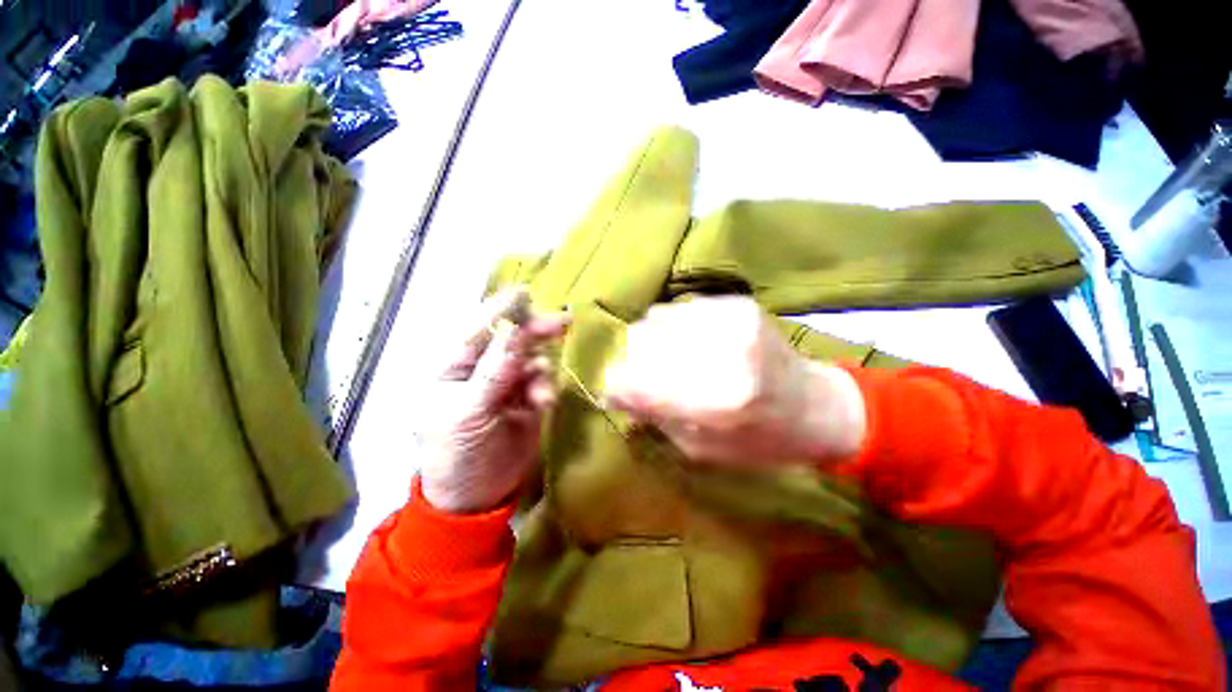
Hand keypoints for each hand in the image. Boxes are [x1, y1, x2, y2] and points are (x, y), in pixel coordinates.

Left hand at [419, 289, 568, 512]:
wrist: (476, 499)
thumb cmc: (455, 455)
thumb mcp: (468, 413)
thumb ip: (494, 372)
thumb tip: (516, 331)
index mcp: (452, 367)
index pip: (476, 329)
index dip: (500, 311)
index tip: (525, 294)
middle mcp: (481, 369)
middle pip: (509, 339)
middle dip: (533, 331)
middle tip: (562, 322)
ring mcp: (506, 383)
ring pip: (531, 359)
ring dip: (540, 371)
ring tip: (540, 396)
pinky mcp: (527, 398)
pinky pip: (542, 380)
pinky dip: (545, 387)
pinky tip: (543, 402)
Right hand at [603, 297, 865, 466]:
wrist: (817, 406)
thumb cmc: (761, 442)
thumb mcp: (702, 450)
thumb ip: (655, 418)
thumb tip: (614, 392)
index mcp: (719, 400)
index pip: (635, 382)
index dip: (615, 386)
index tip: (612, 393)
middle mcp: (724, 351)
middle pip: (640, 343)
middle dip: (629, 363)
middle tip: (637, 378)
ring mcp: (731, 319)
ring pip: (654, 321)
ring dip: (647, 343)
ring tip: (661, 360)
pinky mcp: (736, 303)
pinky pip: (677, 310)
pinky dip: (668, 328)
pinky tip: (681, 344)